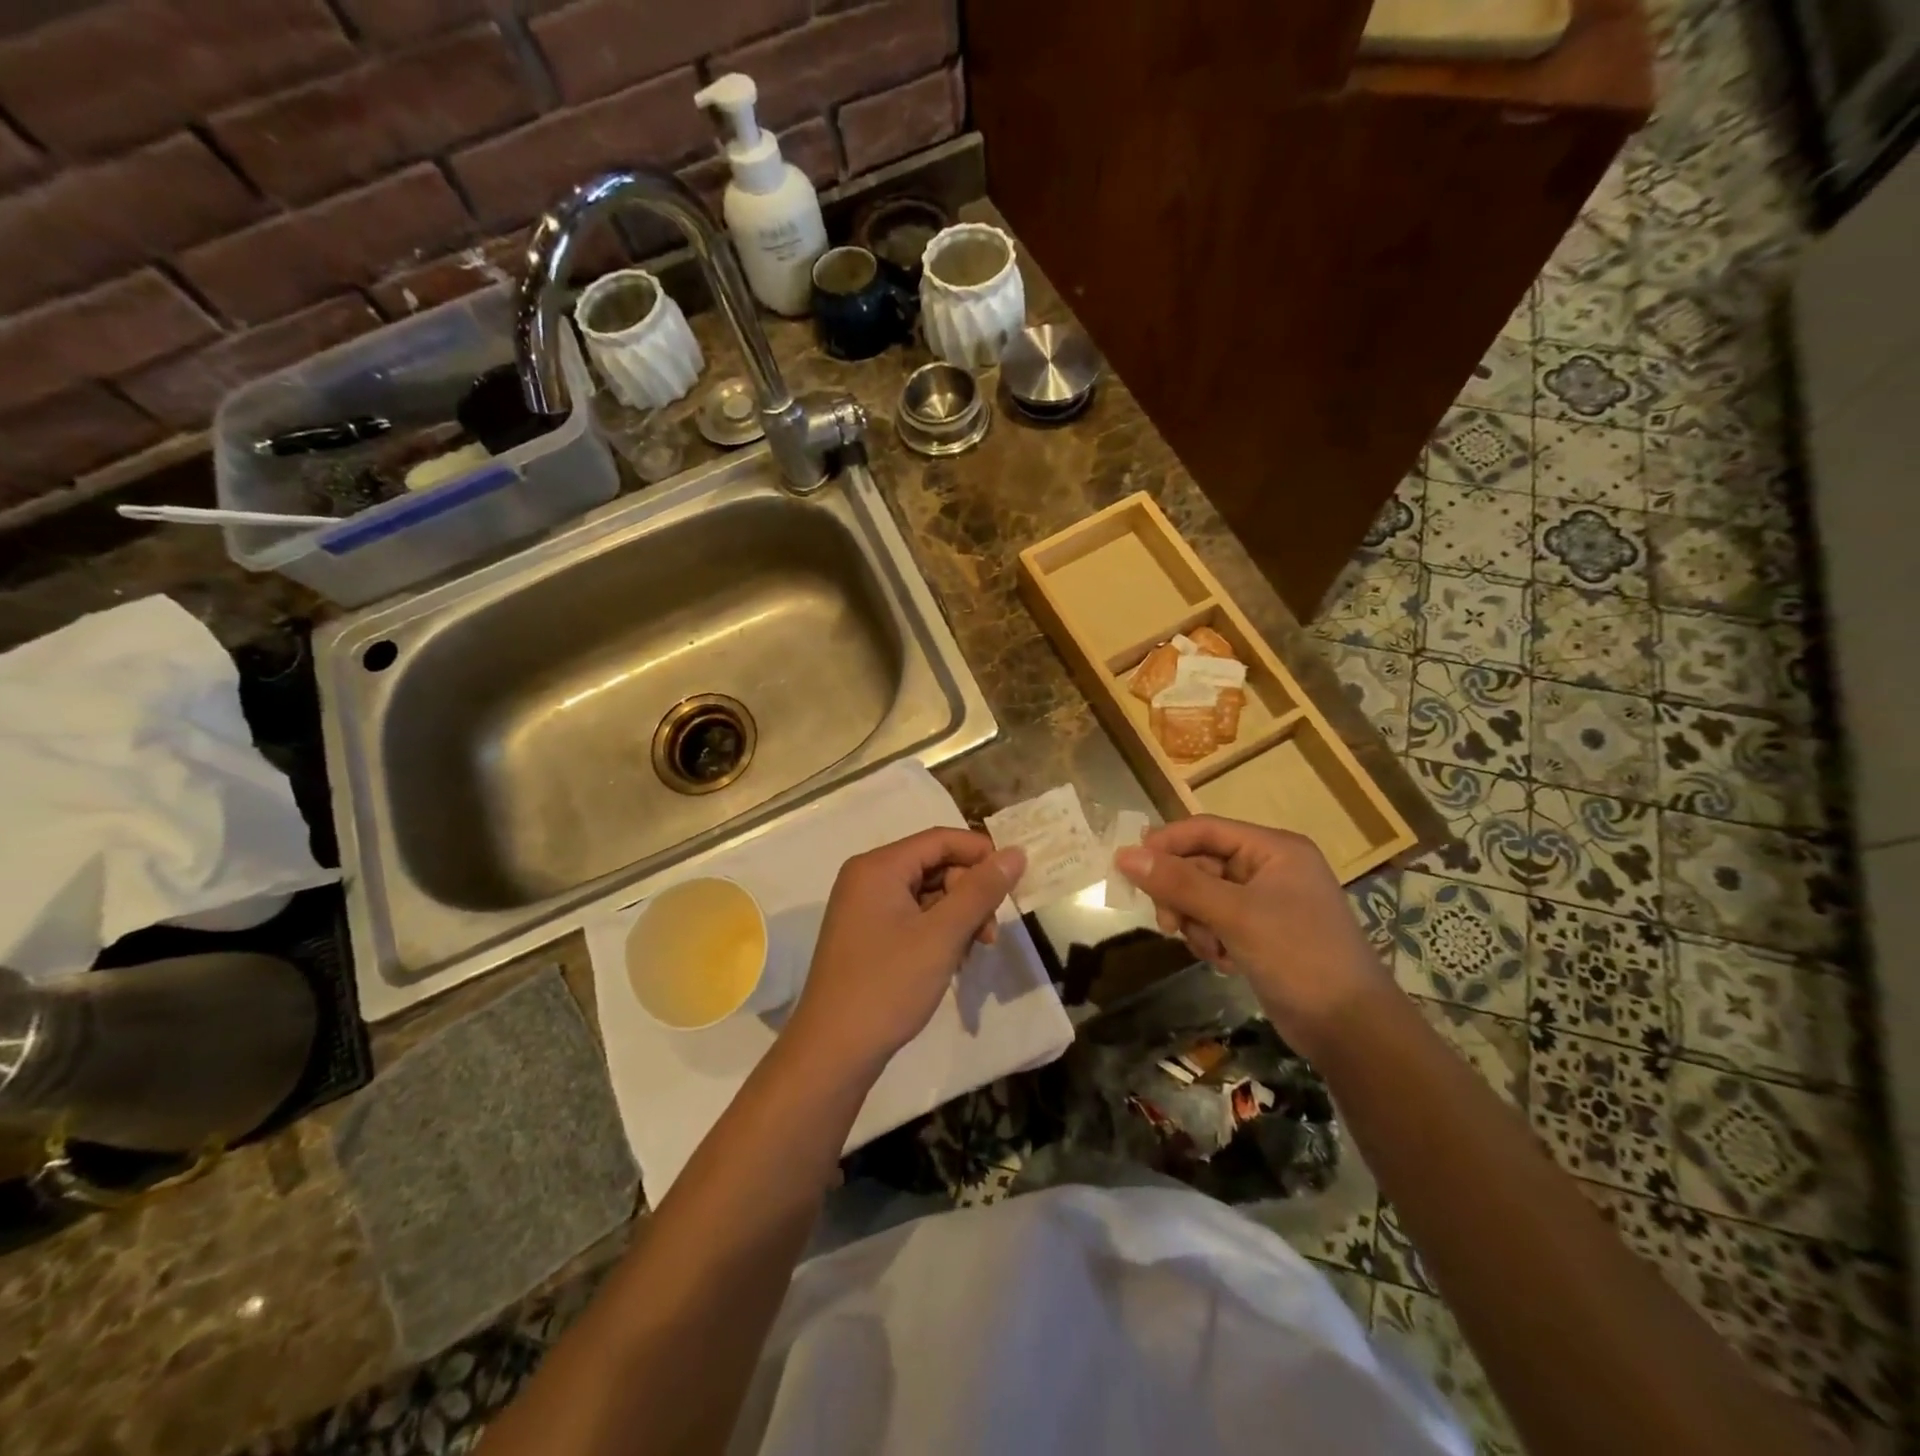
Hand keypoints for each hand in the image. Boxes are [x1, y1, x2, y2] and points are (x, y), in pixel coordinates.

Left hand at [785, 829, 1025, 1070]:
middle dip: (970, 893)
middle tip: (990, 933)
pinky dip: (938, 931)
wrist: (833, 1052)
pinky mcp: (867, 935)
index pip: (940, 839)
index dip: (981, 853)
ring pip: (927, 894)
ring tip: (974, 951)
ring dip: (958, 916)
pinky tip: (952, 960)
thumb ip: (981, 890)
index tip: (1013, 881)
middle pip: (934, 865)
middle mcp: (867, 878)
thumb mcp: (942, 935)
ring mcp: (864, 908)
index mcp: (878, 867)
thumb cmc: (888, 985)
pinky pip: (912, 917)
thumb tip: (1015, 853)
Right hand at [1115, 816, 1385, 1055]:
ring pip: (1203, 896)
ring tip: (1209, 949)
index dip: (1165, 844)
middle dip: (1182, 895)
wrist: (1350, 1028)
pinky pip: (1216, 921)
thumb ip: (1178, 882)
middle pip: (1200, 864)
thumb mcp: (1234, 915)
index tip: (1130, 868)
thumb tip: (1124, 855)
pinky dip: (1210, 938)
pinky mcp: (1261, 932)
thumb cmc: (1298, 956)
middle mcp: (1269, 867)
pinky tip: (1224, 961)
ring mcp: (1265, 901)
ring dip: (1195, 922)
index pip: (1205, 829)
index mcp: (1273, 849)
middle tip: (1169, 924)